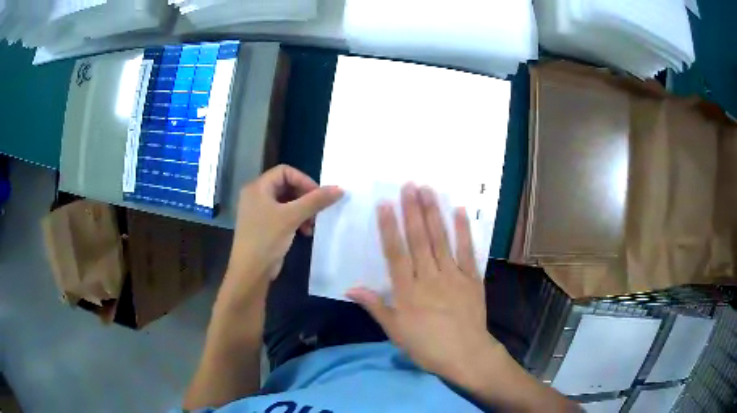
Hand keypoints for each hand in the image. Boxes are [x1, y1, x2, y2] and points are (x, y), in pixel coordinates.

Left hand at [227, 165, 342, 286]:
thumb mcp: (292, 217)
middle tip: (318, 210)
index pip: (285, 171)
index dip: (303, 180)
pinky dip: (296, 220)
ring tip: (312, 224)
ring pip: (287, 202)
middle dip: (305, 197)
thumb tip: (340, 189)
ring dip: (303, 210)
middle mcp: (257, 195)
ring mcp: (260, 211)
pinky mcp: (264, 225)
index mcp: (258, 187)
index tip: (318, 195)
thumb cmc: (267, 239)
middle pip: (287, 186)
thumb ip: (315, 201)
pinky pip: (284, 215)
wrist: (251, 271)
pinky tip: (306, 232)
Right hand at [347, 184, 501, 379]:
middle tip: (409, 185)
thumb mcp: (395, 331)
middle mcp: (430, 277)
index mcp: (408, 291)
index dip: (390, 228)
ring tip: (428, 190)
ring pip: (441, 240)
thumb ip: (375, 306)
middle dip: (413, 211)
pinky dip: (464, 230)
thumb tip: (350, 288)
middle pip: (420, 239)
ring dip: (434, 213)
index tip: (385, 204)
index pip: (396, 253)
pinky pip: (468, 251)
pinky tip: (460, 211)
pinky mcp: (472, 278)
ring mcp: (453, 275)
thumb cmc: (427, 346)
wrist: (466, 355)